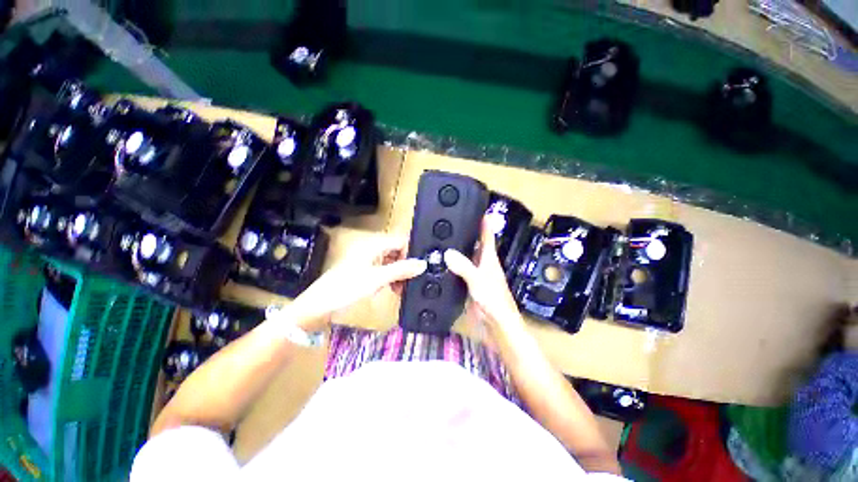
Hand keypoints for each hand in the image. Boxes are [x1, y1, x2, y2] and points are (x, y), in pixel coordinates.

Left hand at [288, 235, 426, 329]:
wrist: (319, 306)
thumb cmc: (347, 289)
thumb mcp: (378, 279)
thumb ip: (401, 270)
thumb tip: (423, 264)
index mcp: (373, 245)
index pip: (401, 242)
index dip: (410, 254)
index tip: (415, 270)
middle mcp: (371, 249)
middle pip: (396, 252)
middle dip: (405, 266)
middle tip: (409, 282)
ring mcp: (367, 261)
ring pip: (391, 263)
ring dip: (398, 274)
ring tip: (400, 289)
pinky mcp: (363, 271)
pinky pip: (383, 271)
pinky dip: (389, 279)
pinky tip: (390, 289)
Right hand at [444, 217, 525, 334]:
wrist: (496, 324)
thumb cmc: (494, 300)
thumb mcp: (478, 280)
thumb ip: (464, 266)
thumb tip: (447, 252)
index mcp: (489, 258)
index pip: (487, 235)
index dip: (484, 222)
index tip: (477, 209)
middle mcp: (482, 264)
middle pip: (474, 244)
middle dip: (466, 234)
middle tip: (451, 223)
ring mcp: (475, 275)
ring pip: (465, 257)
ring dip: (457, 250)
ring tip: (443, 239)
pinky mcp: (469, 285)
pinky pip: (459, 271)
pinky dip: (452, 266)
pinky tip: (442, 263)